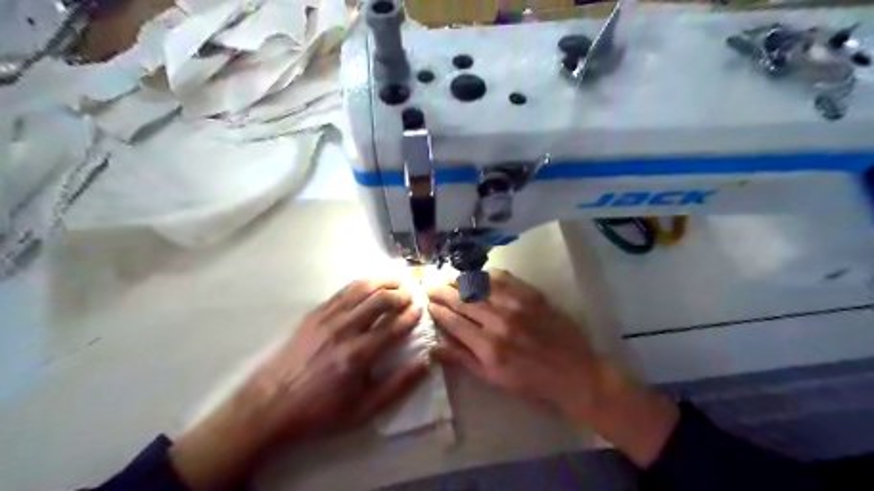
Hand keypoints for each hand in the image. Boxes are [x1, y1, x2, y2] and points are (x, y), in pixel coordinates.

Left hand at [240, 280, 429, 440]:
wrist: (270, 405)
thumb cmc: (320, 411)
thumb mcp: (363, 410)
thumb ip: (398, 386)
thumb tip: (426, 363)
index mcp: (359, 354)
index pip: (393, 326)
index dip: (411, 315)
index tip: (421, 309)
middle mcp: (344, 329)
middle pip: (380, 300)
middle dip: (401, 294)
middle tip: (412, 294)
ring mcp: (327, 318)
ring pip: (361, 289)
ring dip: (383, 282)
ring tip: (397, 281)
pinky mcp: (314, 314)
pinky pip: (343, 291)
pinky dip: (362, 284)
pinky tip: (370, 284)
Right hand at [429, 273, 681, 467]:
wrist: (574, 372)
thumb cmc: (531, 381)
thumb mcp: (493, 379)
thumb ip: (463, 360)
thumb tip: (434, 348)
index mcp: (488, 347)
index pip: (454, 321)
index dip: (438, 311)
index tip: (428, 304)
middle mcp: (499, 321)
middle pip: (462, 300)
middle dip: (442, 292)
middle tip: (430, 287)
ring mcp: (516, 304)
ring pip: (479, 286)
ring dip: (459, 281)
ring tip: (448, 279)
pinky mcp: (532, 294)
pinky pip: (503, 278)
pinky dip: (485, 274)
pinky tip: (476, 275)